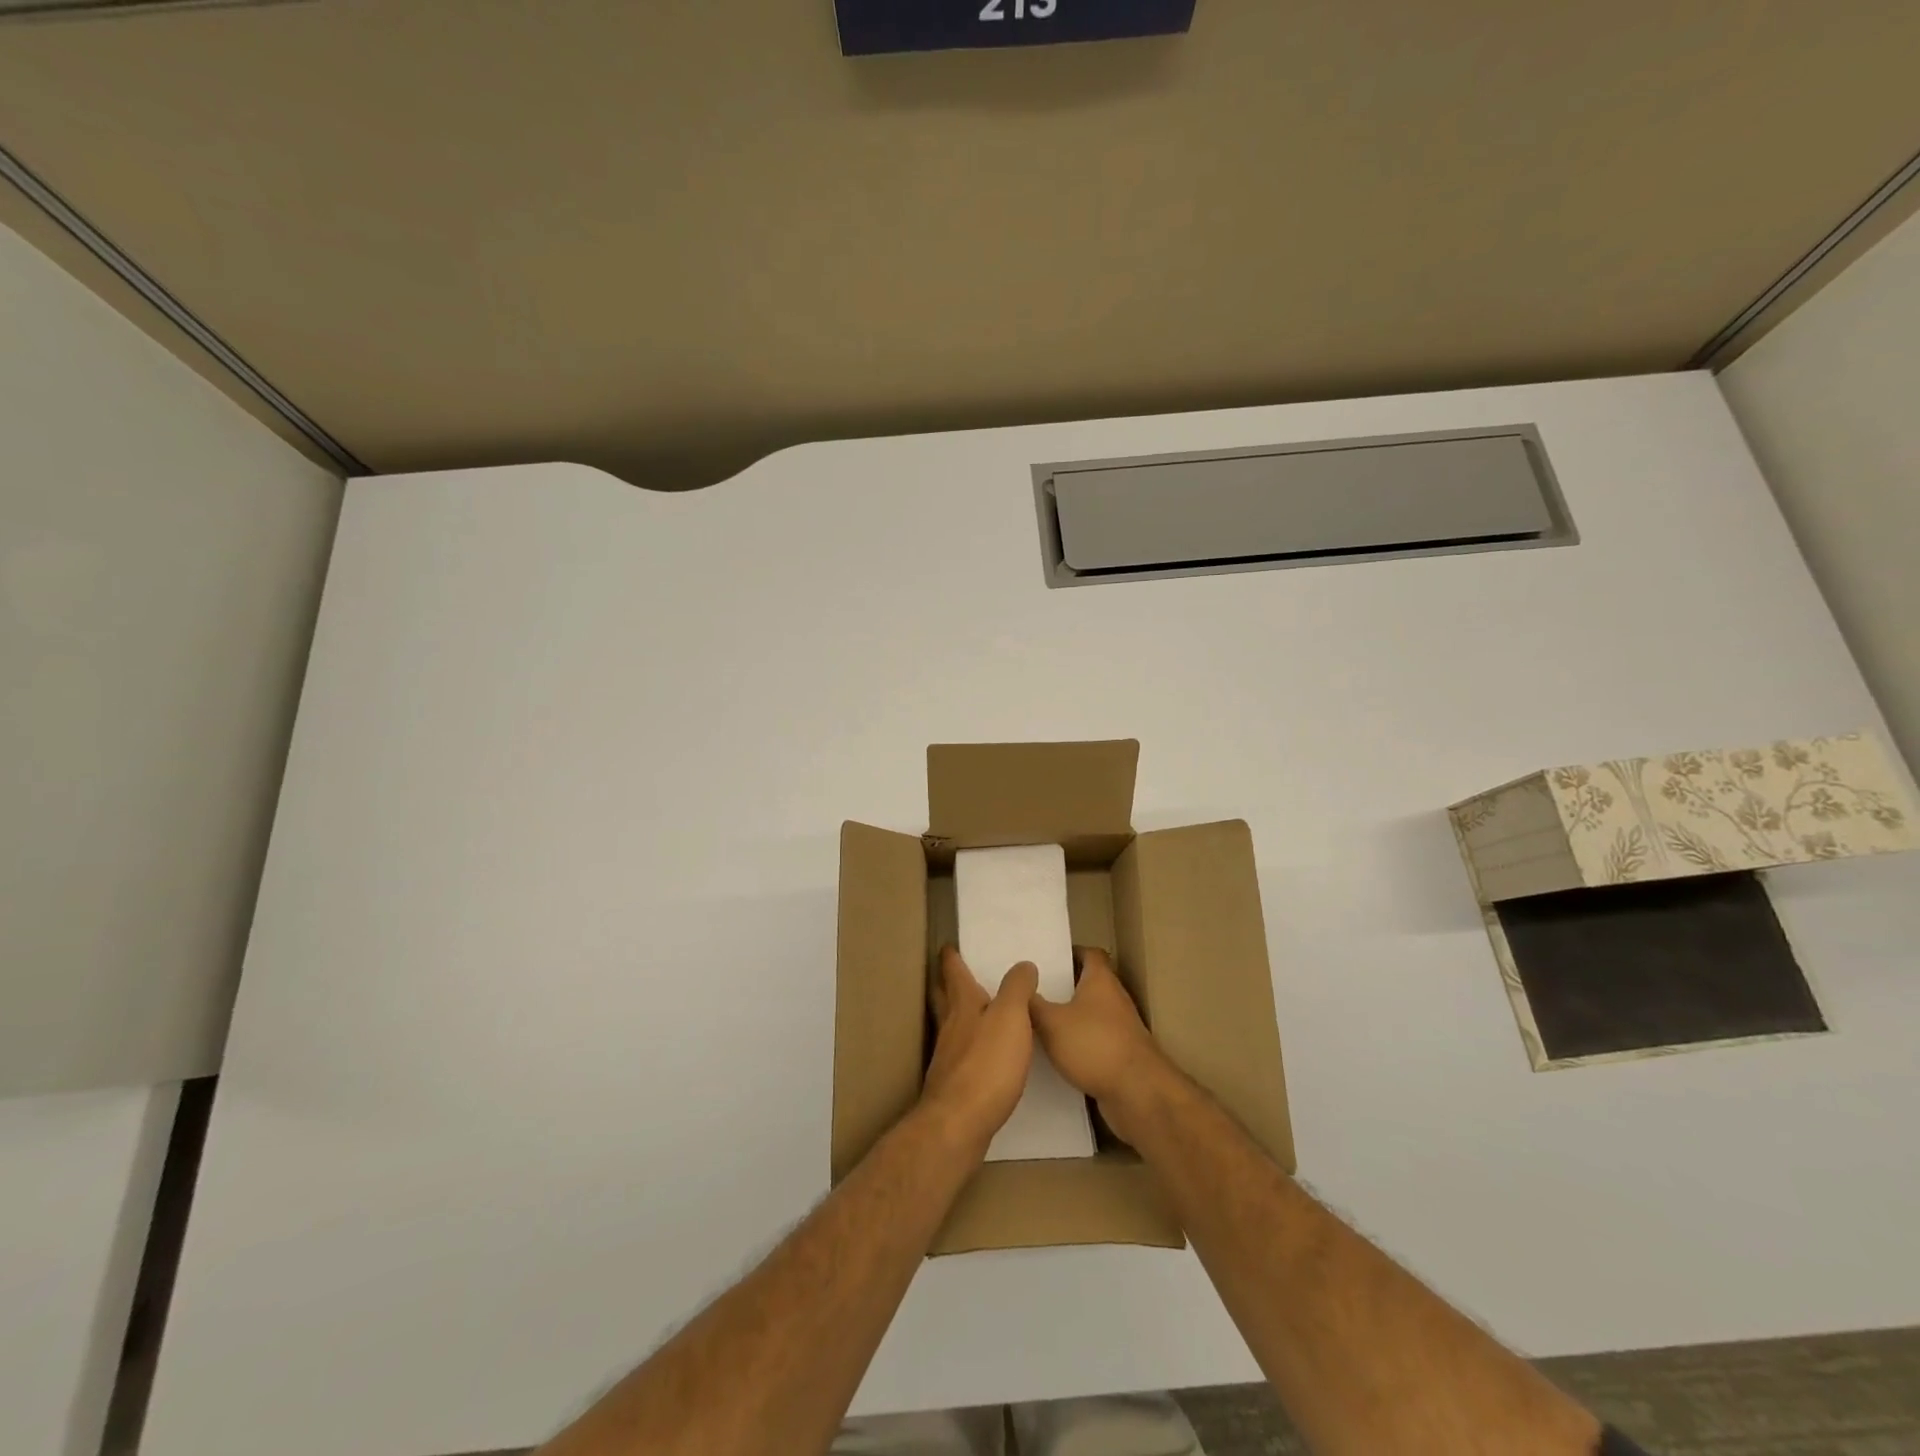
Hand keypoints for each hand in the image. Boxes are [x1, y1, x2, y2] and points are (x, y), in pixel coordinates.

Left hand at [921, 946, 1036, 1153]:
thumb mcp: (1011, 1017)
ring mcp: (948, 1058)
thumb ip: (1017, 988)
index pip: (953, 972)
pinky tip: (982, 1056)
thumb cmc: (987, 1064)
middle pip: (944, 998)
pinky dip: (968, 1047)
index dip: (951, 958)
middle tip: (953, 974)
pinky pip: (960, 1055)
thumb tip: (1023, 965)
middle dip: (947, 984)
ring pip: (950, 1026)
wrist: (959, 1124)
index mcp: (963, 1005)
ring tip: (974, 1013)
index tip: (949, 946)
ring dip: (958, 1016)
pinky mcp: (953, 1086)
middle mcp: (950, 1027)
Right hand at [1030, 947, 1167, 1145]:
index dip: (1068, 953)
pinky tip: (1053, 1056)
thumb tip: (1019, 986)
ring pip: (1089, 1015)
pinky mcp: (1120, 1056)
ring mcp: (1120, 1029)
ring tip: (1036, 1023)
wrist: (1138, 1094)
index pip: (1088, 953)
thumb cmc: (1094, 1045)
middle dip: (1062, 988)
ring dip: (1068, 1018)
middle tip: (1032, 992)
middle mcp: (1114, 999)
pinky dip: (1077, 1045)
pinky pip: (1093, 1042)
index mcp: (1101, 980)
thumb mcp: (1052, 1022)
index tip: (1045, 961)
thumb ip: (1033, 1004)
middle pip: (1088, 984)